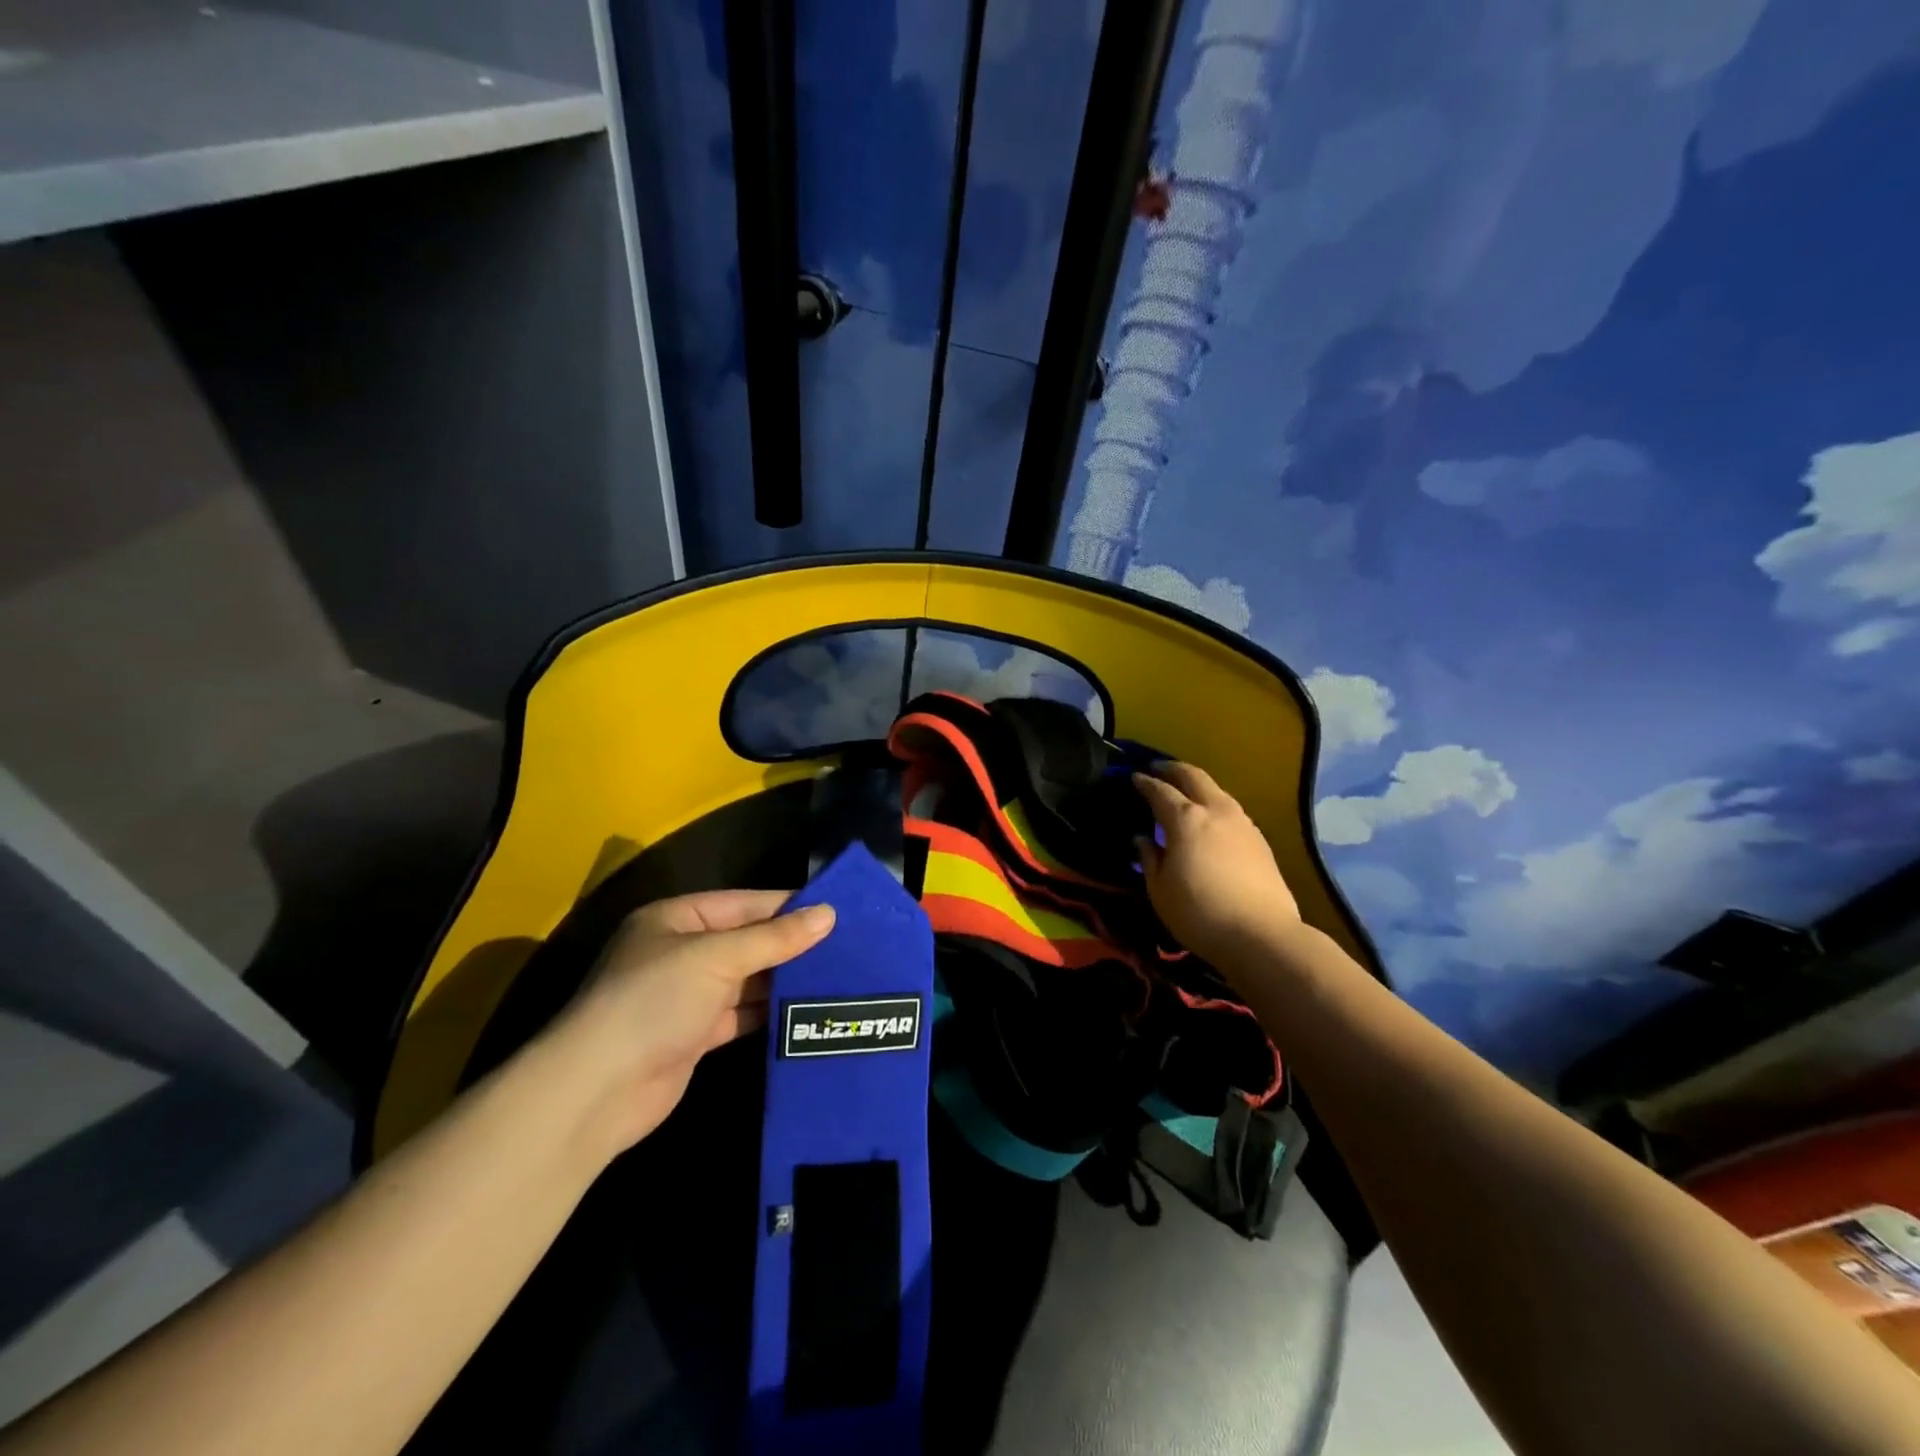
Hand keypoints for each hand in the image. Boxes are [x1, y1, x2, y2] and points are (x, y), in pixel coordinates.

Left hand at [540, 890, 834, 1158]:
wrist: (598, 1091)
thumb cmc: (654, 1001)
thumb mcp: (717, 957)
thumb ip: (774, 938)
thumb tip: (829, 914)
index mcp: (677, 919)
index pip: (744, 904)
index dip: (788, 906)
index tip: (836, 909)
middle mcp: (681, 952)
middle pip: (747, 941)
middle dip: (790, 945)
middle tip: (847, 945)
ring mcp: (687, 995)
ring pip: (747, 979)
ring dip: (784, 979)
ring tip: (837, 975)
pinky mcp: (695, 1035)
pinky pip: (742, 1014)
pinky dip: (769, 1012)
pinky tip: (806, 1010)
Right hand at [1133, 762, 1300, 964]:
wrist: (1262, 936)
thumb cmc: (1199, 913)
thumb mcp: (1159, 889)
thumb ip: (1149, 857)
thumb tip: (1142, 838)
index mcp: (1186, 819)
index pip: (1160, 790)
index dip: (1144, 783)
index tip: (1133, 778)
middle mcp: (1216, 810)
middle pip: (1193, 776)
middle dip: (1172, 769)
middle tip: (1157, 769)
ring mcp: (1242, 823)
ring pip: (1217, 790)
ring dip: (1197, 785)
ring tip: (1183, 793)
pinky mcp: (1260, 840)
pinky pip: (1231, 810)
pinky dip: (1214, 805)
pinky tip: (1210, 820)